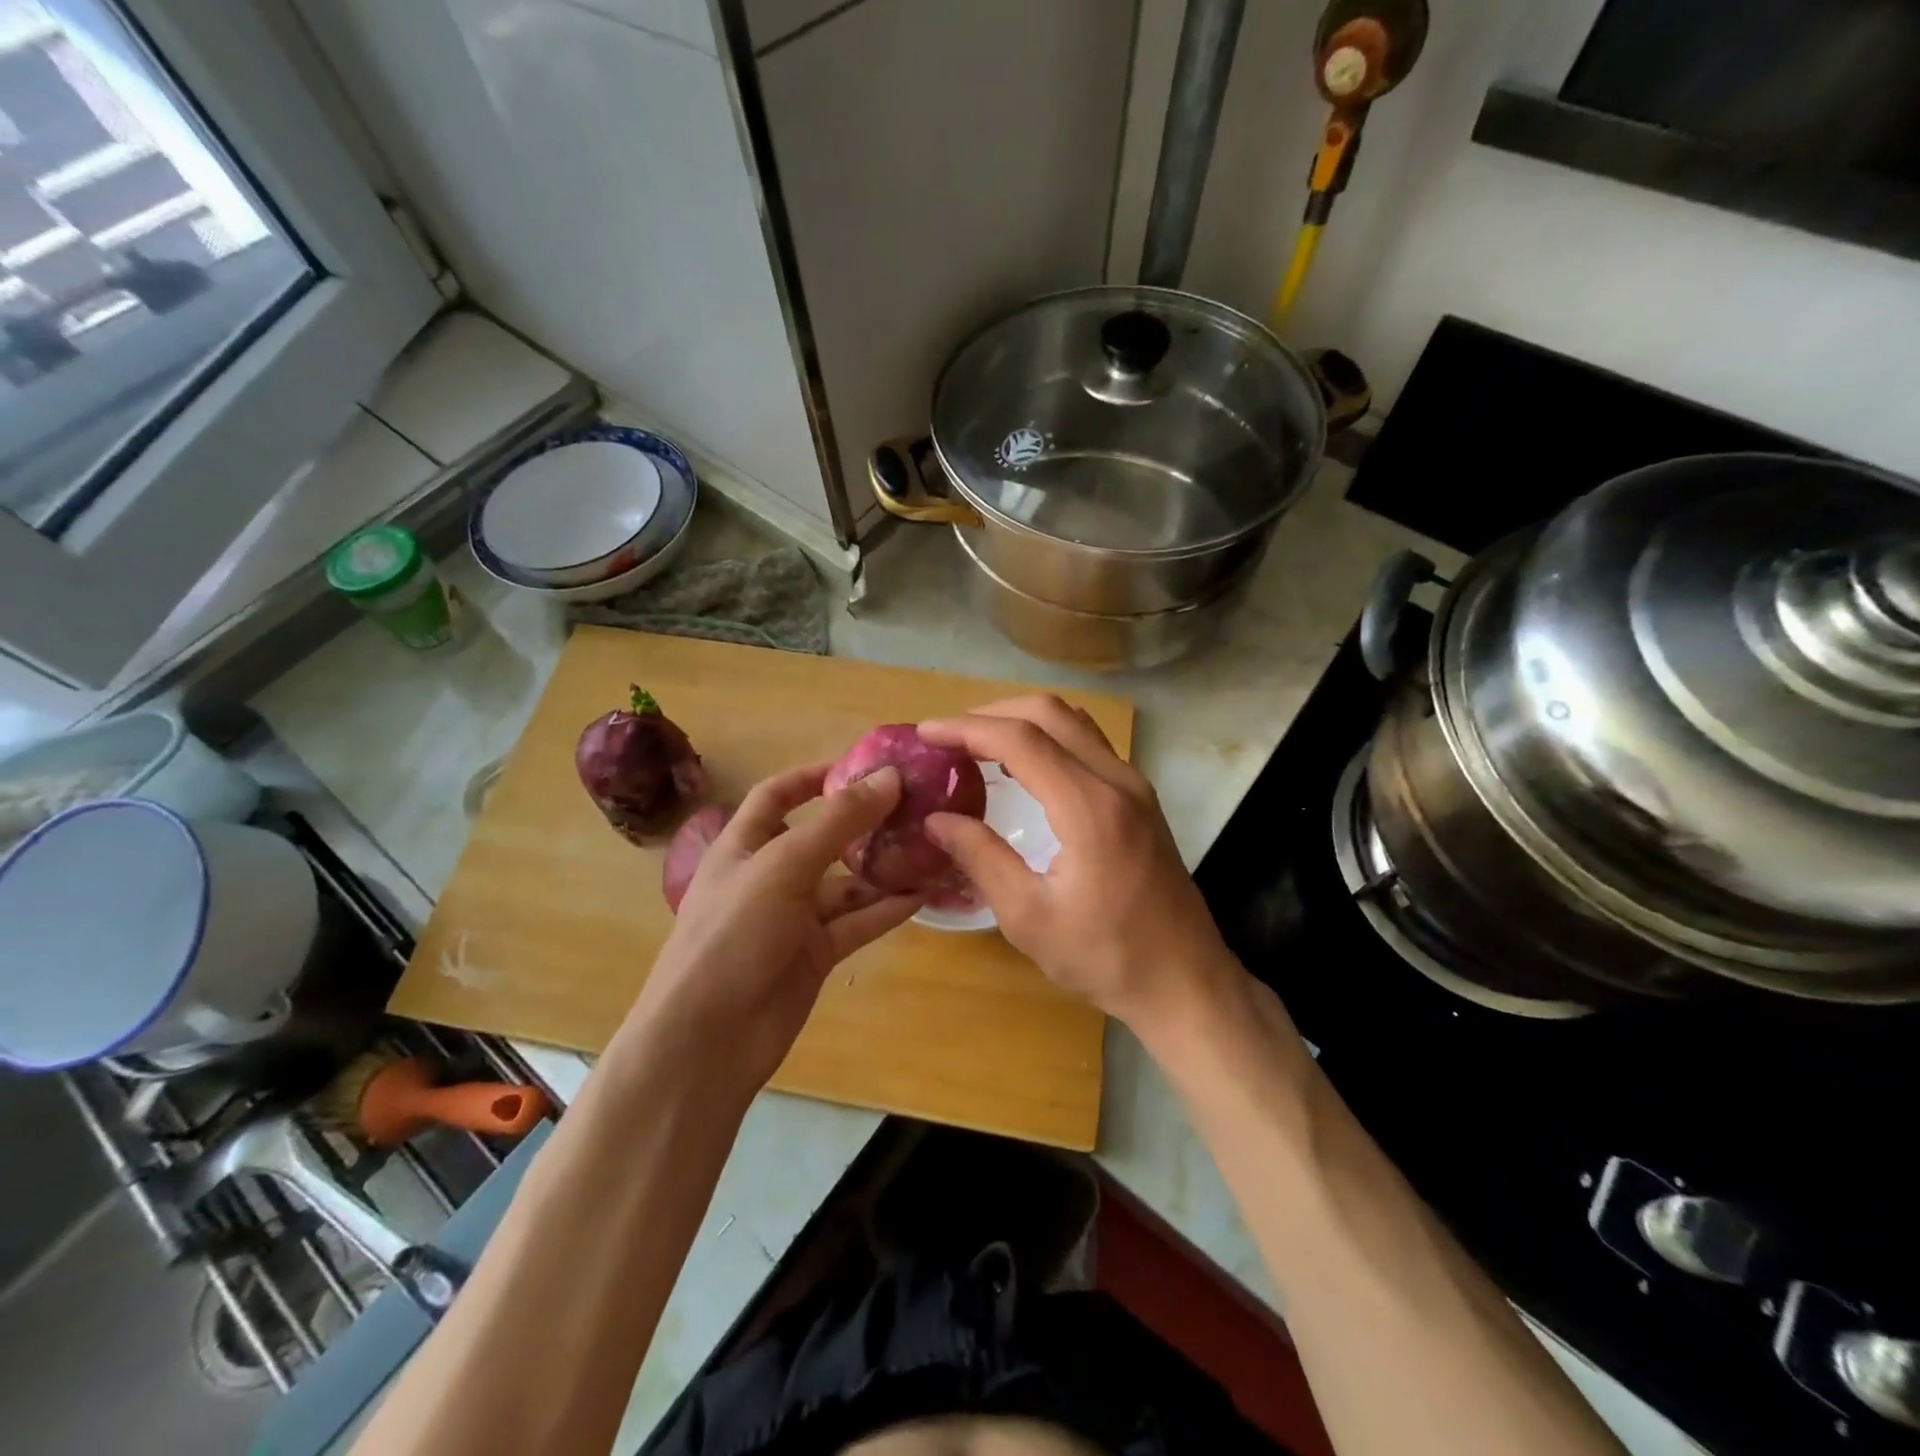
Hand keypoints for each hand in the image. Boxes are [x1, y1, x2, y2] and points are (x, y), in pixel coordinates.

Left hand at [625, 763, 922, 1091]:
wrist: (708, 1039)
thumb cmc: (733, 934)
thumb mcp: (784, 866)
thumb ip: (838, 821)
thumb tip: (890, 777)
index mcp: (744, 845)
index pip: (777, 796)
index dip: (814, 776)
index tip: (862, 765)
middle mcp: (769, 876)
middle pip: (821, 837)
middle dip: (863, 822)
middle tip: (914, 806)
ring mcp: (793, 917)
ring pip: (846, 883)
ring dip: (882, 867)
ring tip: (929, 847)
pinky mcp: (815, 954)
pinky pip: (857, 922)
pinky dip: (887, 908)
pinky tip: (923, 894)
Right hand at [917, 696, 1241, 1035]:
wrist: (1185, 982)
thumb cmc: (1106, 958)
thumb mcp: (1029, 918)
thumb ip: (981, 858)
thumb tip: (937, 819)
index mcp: (1091, 807)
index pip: (1021, 740)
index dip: (967, 728)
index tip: (926, 733)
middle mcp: (1118, 780)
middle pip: (1050, 713)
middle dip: (993, 713)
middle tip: (949, 737)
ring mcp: (1135, 785)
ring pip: (1074, 722)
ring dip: (1023, 721)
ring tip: (978, 745)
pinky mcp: (1141, 798)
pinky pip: (1089, 744)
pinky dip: (1049, 738)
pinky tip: (1023, 768)